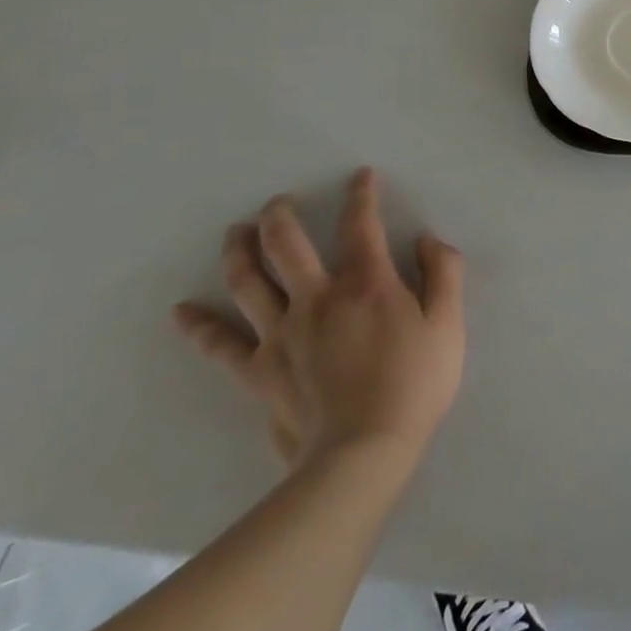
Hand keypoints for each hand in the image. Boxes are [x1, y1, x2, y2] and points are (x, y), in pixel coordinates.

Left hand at [174, 167, 464, 470]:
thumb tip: (427, 239)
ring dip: (240, 251)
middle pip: (287, 245)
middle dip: (281, 215)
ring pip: (249, 282)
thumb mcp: (448, 323)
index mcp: (367, 283)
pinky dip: (199, 326)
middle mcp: (317, 298)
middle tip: (279, 201)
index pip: (361, 225)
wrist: (363, 453)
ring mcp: (281, 334)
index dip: (361, 195)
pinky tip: (181, 312)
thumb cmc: (415, 383)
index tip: (361, 176)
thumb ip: (443, 273)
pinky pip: (221, 345)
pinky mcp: (258, 370)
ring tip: (236, 231)